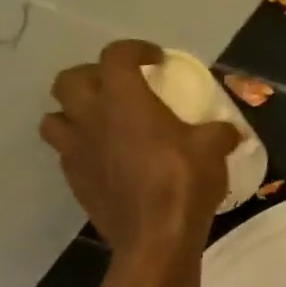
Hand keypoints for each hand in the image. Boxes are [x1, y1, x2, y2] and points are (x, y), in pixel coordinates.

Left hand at [41, 39, 240, 258]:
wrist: (155, 236)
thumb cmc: (184, 182)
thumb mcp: (214, 150)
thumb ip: (219, 132)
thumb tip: (230, 131)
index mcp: (124, 100)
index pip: (117, 56)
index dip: (136, 50)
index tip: (155, 59)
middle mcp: (91, 117)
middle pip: (70, 80)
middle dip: (93, 76)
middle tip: (119, 87)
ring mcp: (76, 150)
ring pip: (55, 117)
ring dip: (75, 113)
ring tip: (102, 122)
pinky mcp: (74, 179)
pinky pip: (68, 153)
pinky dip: (83, 148)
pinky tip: (107, 159)